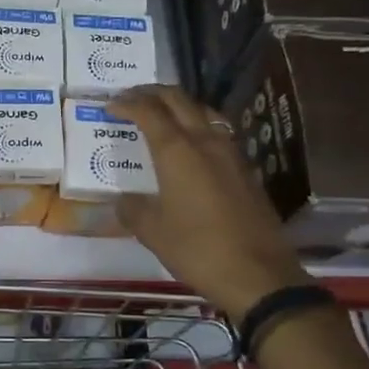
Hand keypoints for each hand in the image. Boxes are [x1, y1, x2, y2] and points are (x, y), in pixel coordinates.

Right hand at [108, 85, 309, 321]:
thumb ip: (133, 209)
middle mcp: (206, 142)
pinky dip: (198, 125)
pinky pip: (218, 132)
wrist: (258, 275)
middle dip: (153, 93)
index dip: (127, 104)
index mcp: (177, 151)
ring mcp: (231, 154)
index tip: (110, 105)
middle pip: (179, 100)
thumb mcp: (153, 232)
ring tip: (162, 113)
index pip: (149, 112)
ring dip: (179, 105)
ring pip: (203, 111)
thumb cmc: (197, 249)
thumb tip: (125, 200)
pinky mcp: (246, 170)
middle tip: (132, 97)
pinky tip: (192, 145)